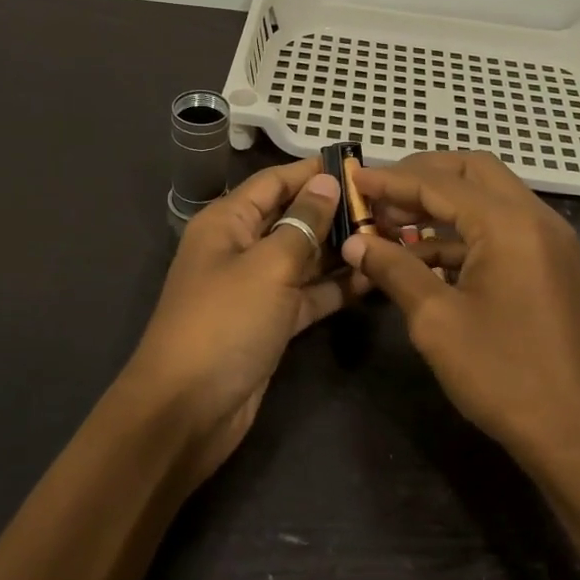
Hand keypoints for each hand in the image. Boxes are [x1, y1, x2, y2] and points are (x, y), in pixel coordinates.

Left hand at [125, 158, 356, 485]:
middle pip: (293, 218)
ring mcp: (256, 287)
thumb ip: (303, 223)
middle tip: (388, 208)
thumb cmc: (225, 323)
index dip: (314, 172)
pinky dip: (336, 287)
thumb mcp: (268, 266)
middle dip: (335, 212)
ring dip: (341, 250)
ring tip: (391, 239)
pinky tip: (374, 278)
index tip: (360, 167)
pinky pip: (308, 294)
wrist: (187, 412)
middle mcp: (241, 247)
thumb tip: (326, 182)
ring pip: (305, 257)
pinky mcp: (271, 322)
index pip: (275, 182)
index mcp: (228, 222)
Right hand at [341, 152, 579, 474]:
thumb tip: (354, 242)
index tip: (352, 178)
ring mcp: (548, 241)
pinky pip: (500, 229)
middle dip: (422, 176)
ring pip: (488, 198)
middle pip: (472, 172)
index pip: (440, 182)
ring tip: (392, 225)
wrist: (577, 437)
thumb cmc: (503, 375)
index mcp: (510, 223)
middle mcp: (535, 218)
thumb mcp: (436, 321)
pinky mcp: (550, 265)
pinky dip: (462, 232)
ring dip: (441, 205)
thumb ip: (394, 269)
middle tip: (379, 195)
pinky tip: (424, 256)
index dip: (392, 179)